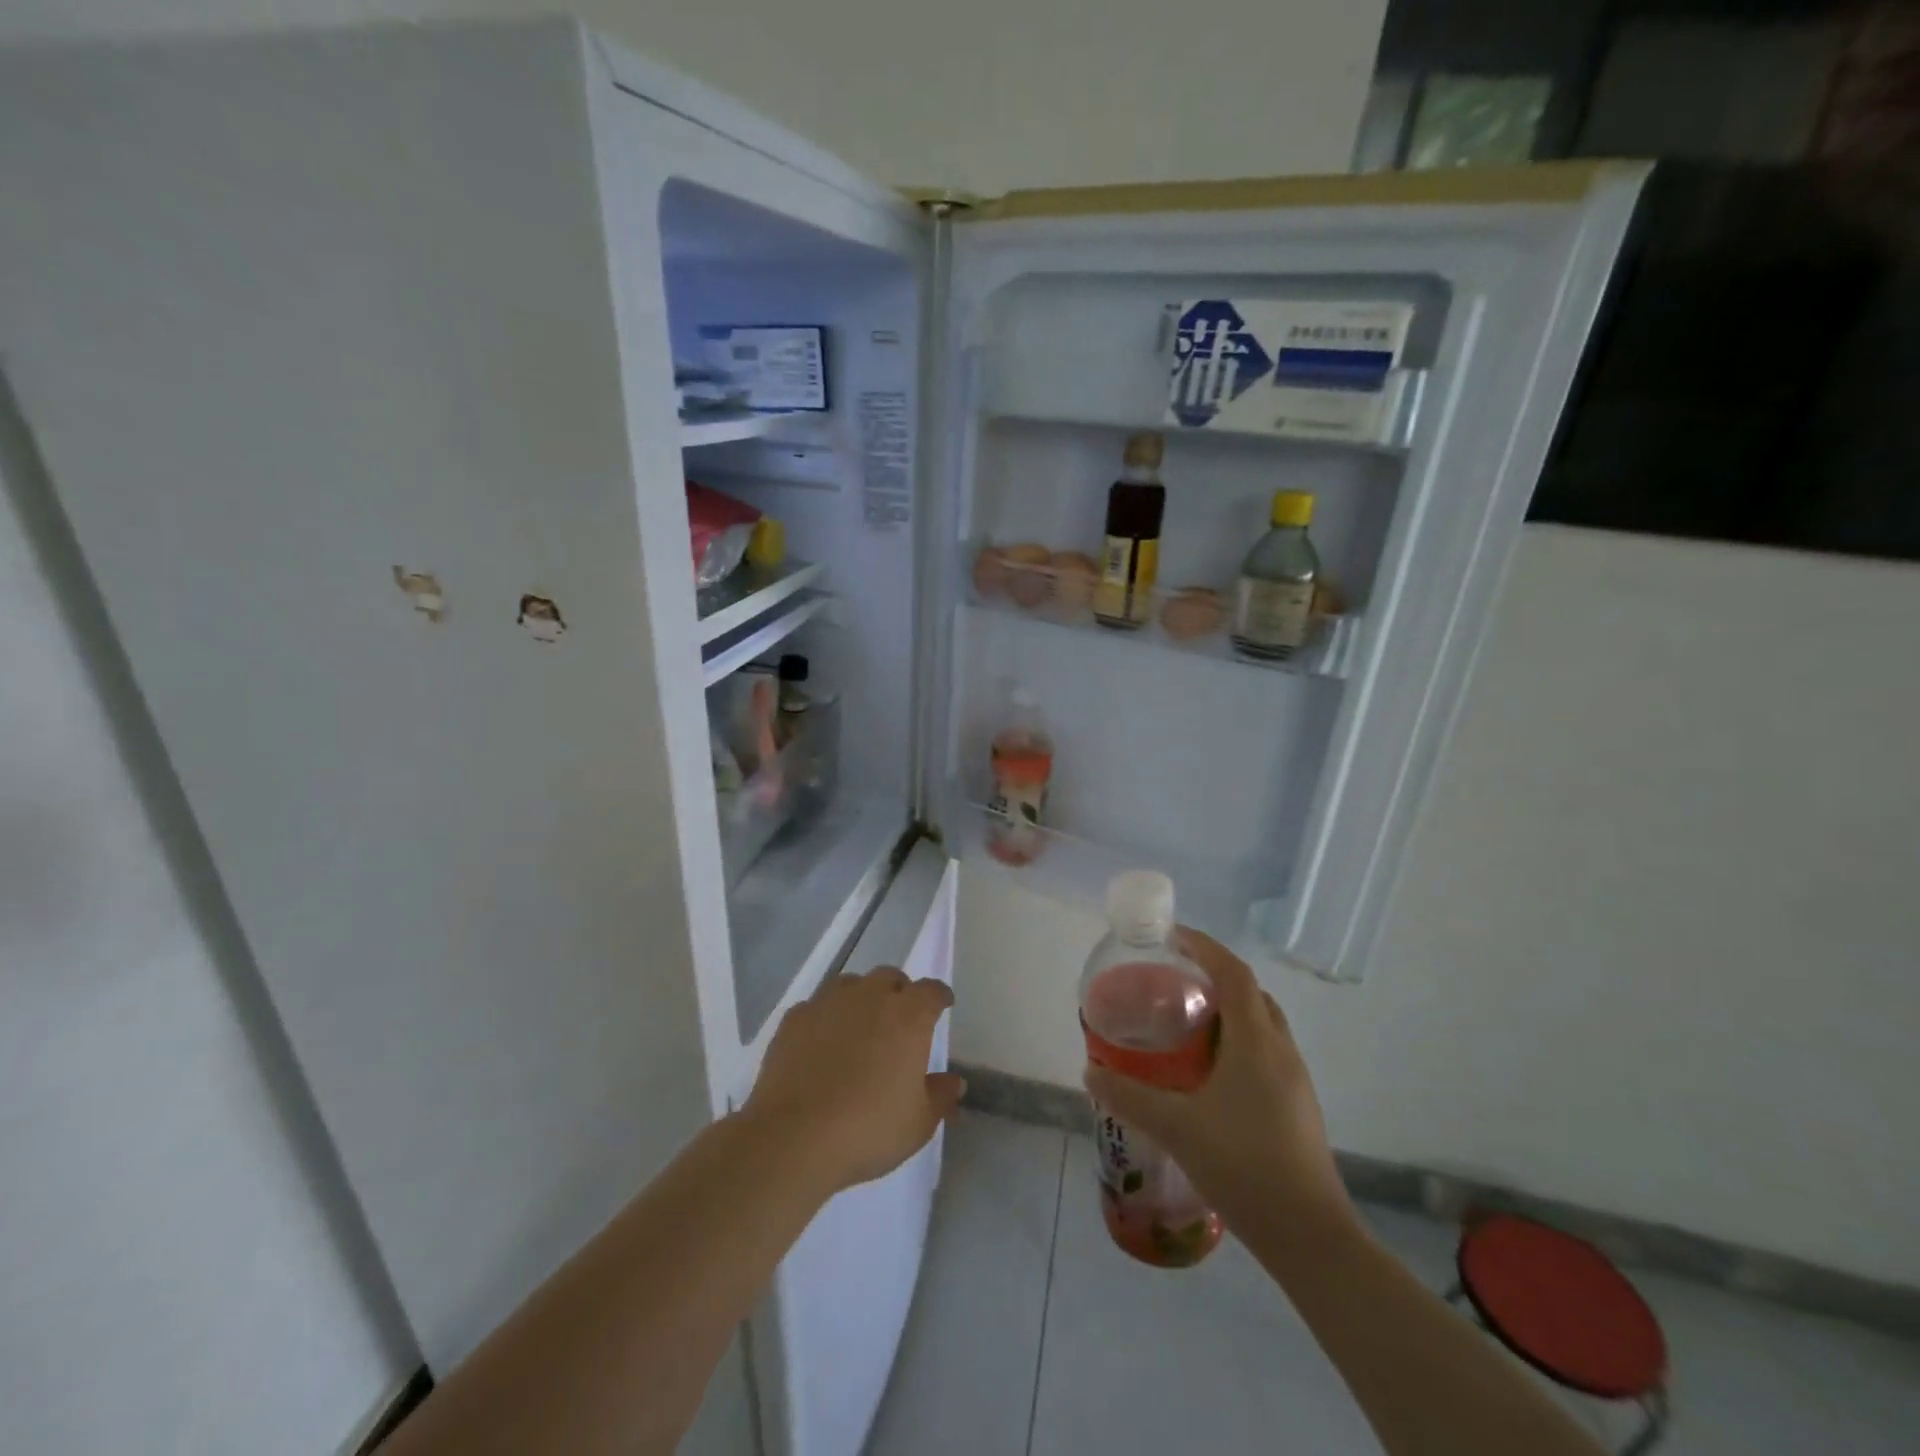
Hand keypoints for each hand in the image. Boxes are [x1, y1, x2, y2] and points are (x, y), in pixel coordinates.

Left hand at [744, 967, 964, 1196]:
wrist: (794, 1137)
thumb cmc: (869, 1128)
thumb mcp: (918, 1123)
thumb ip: (940, 1096)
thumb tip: (954, 1082)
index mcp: (908, 1016)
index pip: (931, 991)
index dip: (939, 996)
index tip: (943, 1005)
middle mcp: (870, 997)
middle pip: (890, 977)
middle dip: (899, 992)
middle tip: (900, 1019)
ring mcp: (828, 1003)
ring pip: (851, 985)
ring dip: (861, 998)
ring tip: (859, 1026)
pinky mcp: (794, 1018)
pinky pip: (817, 1006)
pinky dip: (825, 1018)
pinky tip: (821, 1043)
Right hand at [1084, 928, 1352, 1238]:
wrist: (1310, 1238)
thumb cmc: (1244, 1167)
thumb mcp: (1177, 1128)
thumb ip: (1130, 1097)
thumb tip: (1091, 1071)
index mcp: (1256, 1042)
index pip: (1234, 974)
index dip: (1205, 947)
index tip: (1172, 937)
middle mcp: (1281, 1051)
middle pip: (1251, 994)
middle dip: (1215, 976)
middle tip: (1174, 981)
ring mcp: (1295, 1080)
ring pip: (1262, 1024)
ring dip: (1228, 1011)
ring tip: (1186, 1023)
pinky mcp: (1297, 1107)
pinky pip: (1265, 1052)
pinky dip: (1237, 1042)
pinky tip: (1209, 1074)